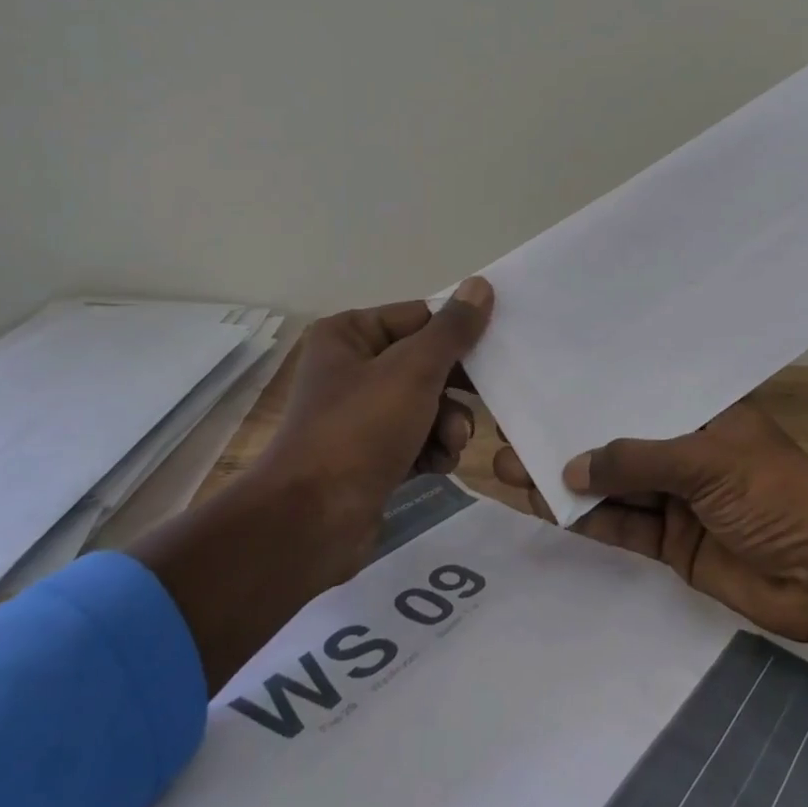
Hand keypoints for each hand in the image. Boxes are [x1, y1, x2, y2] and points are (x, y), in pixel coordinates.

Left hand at [131, 279, 491, 690]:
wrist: (311, 522)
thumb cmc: (360, 431)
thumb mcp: (414, 371)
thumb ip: (452, 330)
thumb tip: (481, 285)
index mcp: (349, 334)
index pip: (420, 317)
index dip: (457, 336)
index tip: (496, 352)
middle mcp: (351, 367)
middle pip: (426, 362)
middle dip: (454, 389)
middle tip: (482, 402)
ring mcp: (360, 414)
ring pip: (427, 403)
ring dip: (448, 423)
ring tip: (450, 444)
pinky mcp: (369, 454)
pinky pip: (416, 438)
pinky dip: (432, 449)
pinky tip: (436, 465)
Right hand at [495, 398, 807, 759]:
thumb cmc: (777, 495)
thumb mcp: (707, 461)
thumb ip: (637, 460)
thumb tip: (568, 467)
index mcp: (703, 412)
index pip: (639, 389)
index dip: (595, 385)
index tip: (547, 375)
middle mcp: (684, 448)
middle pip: (617, 438)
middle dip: (568, 434)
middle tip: (511, 425)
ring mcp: (676, 498)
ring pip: (611, 484)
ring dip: (564, 478)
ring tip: (508, 465)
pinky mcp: (671, 543)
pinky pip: (620, 525)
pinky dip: (585, 518)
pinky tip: (543, 506)